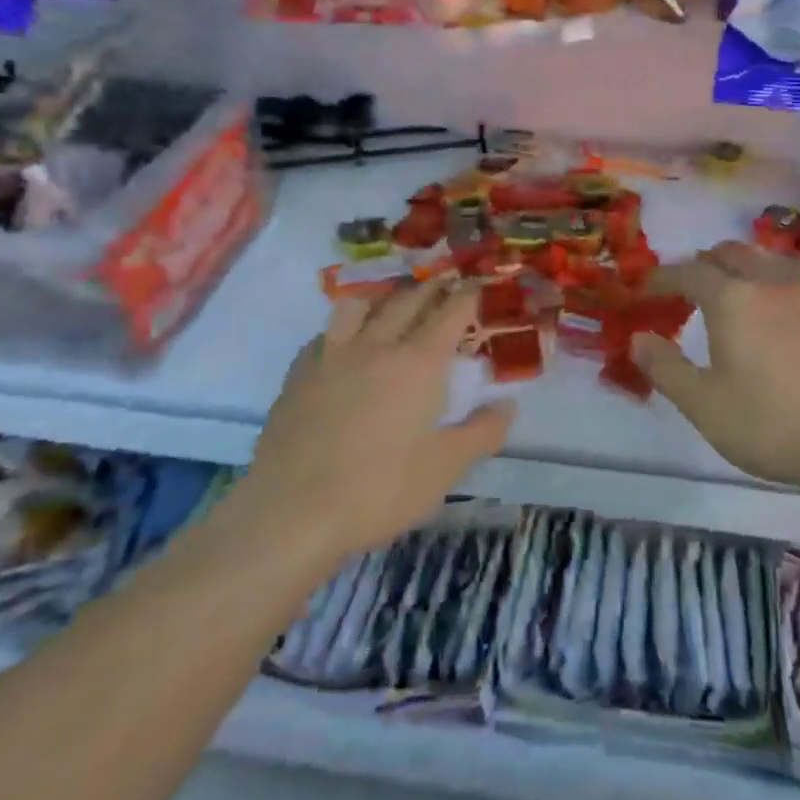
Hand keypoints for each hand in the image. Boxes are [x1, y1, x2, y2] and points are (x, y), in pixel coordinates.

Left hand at [246, 277, 513, 559]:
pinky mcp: (299, 373)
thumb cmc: (379, 490)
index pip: (450, 313)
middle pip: (408, 300)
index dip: (467, 295)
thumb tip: (508, 405)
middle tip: (445, 286)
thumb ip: (482, 432)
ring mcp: (333, 355)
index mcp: (418, 363)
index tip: (476, 285)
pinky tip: (345, 344)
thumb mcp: (444, 469)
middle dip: (432, 289)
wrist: (292, 513)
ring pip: (360, 305)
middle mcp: (377, 345)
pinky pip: (326, 333)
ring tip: (394, 304)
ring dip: (385, 298)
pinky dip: (344, 328)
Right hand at [632, 242, 799, 496]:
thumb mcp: (703, 404)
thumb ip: (665, 368)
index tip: (644, 288)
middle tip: (687, 286)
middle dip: (704, 262)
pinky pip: (791, 286)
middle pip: (732, 253)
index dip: (662, 277)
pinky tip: (772, 321)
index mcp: (732, 299)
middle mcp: (769, 286)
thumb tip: (638, 338)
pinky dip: (769, 288)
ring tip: (729, 293)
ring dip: (741, 267)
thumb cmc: (771, 422)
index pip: (688, 272)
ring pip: (766, 263)